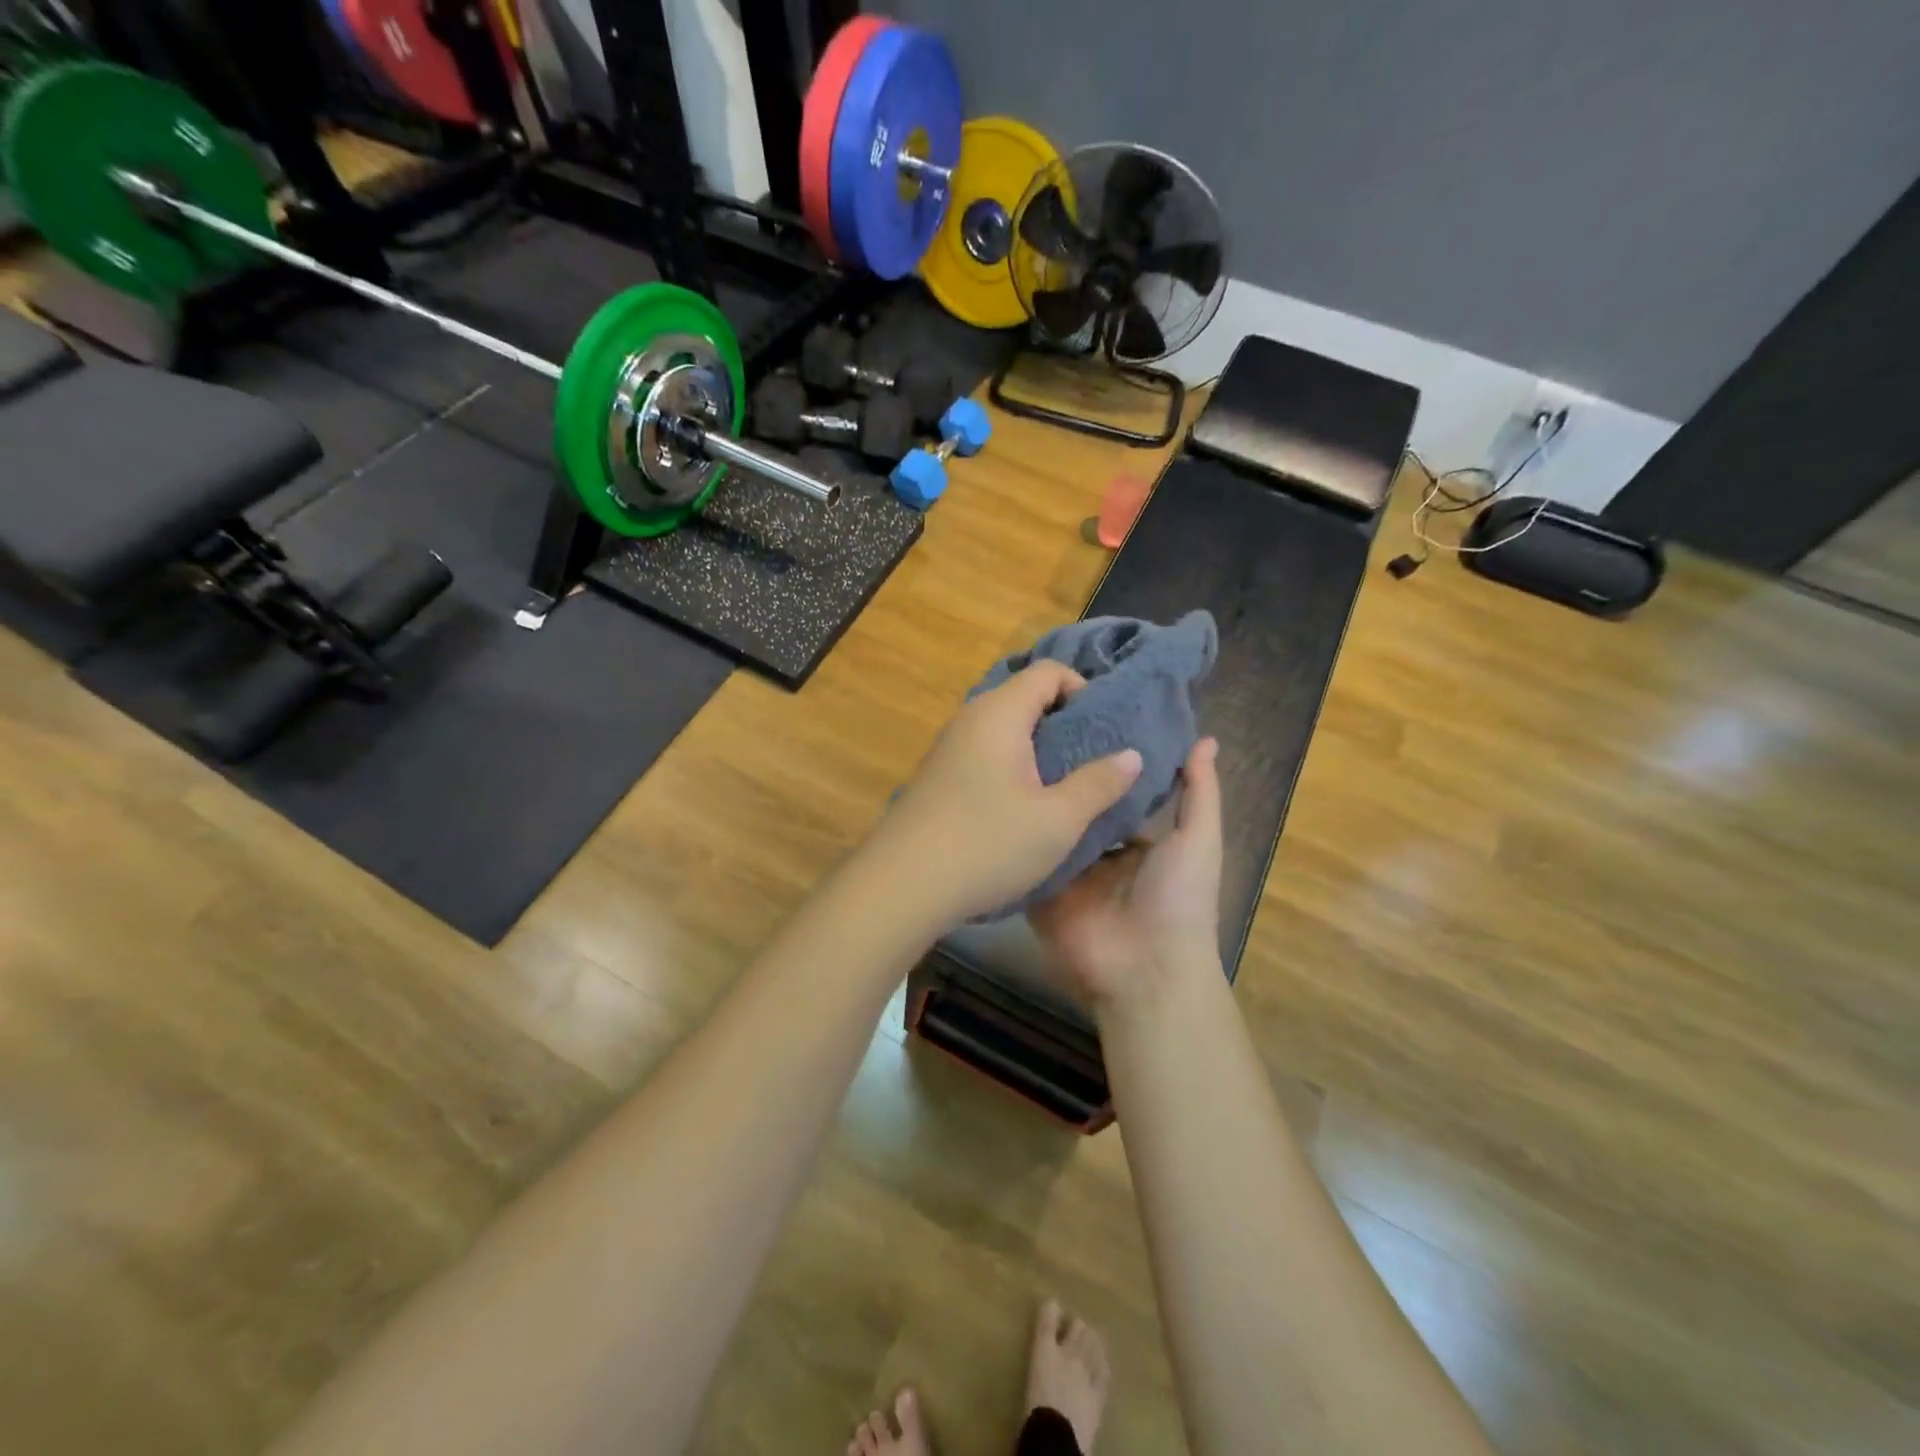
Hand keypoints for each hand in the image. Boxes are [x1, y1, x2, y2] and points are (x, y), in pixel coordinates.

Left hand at [876, 661, 1143, 928]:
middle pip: (1026, 698)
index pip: (1048, 671)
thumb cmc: (987, 845)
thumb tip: (1131, 755)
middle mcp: (970, 719)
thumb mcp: (1057, 820)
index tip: (1105, 732)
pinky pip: (987, 755)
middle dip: (1066, 723)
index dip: (1083, 690)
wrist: (901, 886)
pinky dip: (1014, 768)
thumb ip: (1099, 783)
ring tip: (1067, 788)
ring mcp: (949, 748)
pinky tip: (1025, 808)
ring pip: (1006, 730)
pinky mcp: (939, 777)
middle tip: (1095, 762)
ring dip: (1040, 751)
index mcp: (999, 713)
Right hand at [1029, 737, 1223, 1016]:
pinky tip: (993, 799)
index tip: (1079, 719)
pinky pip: (1026, 860)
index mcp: (1138, 843)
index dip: (1102, 762)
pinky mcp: (1041, 894)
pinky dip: (1015, 837)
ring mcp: (1068, 876)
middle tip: (1031, 730)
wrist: (1145, 970)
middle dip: (1061, 778)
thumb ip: (1199, 792)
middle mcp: (1100, 856)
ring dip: (1034, 802)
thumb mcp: (1198, 840)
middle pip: (1079, 809)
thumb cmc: (1179, 900)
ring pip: (1049, 831)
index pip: (1115, 794)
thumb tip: (1205, 739)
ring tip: (1006, 754)